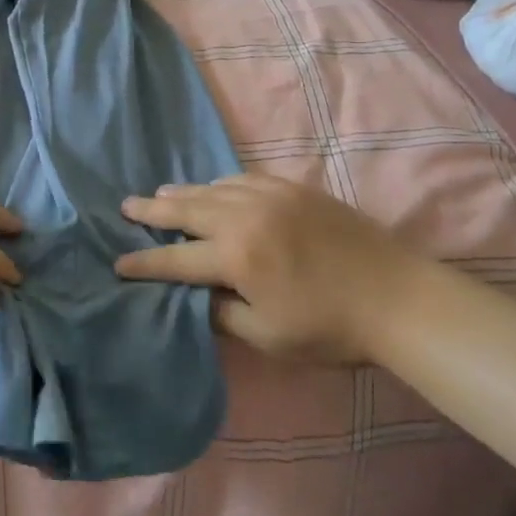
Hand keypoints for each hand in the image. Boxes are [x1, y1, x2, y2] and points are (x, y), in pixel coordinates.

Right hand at [117, 174, 405, 364]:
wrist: (397, 296)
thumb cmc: (331, 327)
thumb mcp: (269, 336)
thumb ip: (225, 313)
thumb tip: (200, 295)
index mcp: (236, 256)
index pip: (176, 259)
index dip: (145, 262)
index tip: (118, 262)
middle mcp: (245, 216)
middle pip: (187, 209)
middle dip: (152, 210)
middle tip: (125, 204)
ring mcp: (270, 195)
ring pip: (213, 188)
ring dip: (184, 193)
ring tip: (160, 195)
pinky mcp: (293, 187)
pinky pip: (243, 179)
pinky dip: (220, 185)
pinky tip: (215, 189)